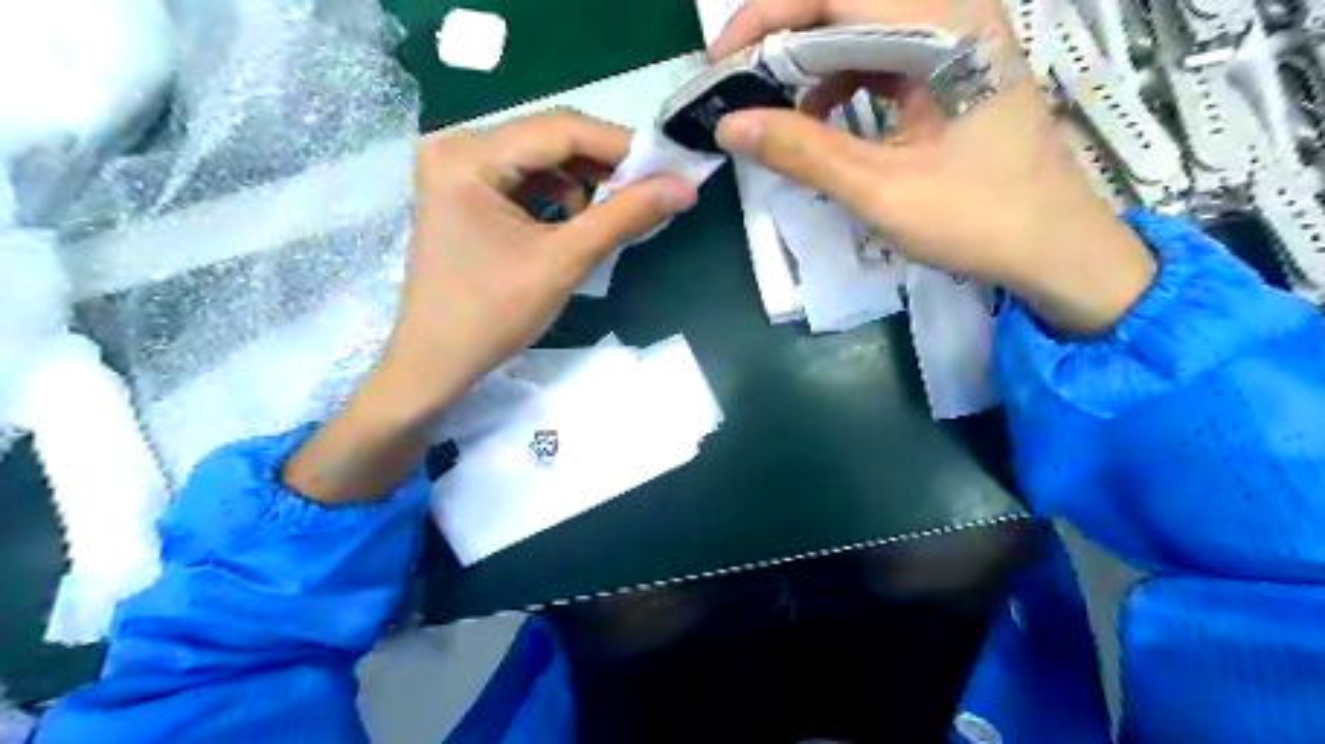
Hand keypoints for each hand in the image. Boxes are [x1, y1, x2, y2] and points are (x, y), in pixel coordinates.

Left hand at [381, 107, 698, 419]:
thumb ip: (625, 217)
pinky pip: (528, 178)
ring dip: (586, 181)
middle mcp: (458, 146)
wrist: (437, 361)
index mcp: (469, 156)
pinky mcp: (467, 190)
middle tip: (653, 188)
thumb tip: (684, 187)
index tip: (671, 167)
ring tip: (618, 211)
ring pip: (543, 158)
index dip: (623, 146)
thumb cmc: (493, 315)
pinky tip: (580, 221)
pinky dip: (561, 195)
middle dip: (606, 164)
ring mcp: (460, 168)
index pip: (561, 129)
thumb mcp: (564, 262)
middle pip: (551, 138)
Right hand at [709, 0, 1154, 334]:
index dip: (766, 17)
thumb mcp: (880, 190)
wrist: (1055, 249)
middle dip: (780, 37)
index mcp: (944, 26)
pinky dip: (836, 81)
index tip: (718, 62)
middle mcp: (952, 12)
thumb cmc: (978, 219)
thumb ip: (803, 151)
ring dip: (806, 60)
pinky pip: (877, 56)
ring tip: (768, 104)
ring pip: (858, 27)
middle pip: (845, 1)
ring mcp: (953, 38)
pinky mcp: (948, 68)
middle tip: (734, 83)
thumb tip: (729, 125)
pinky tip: (817, 117)